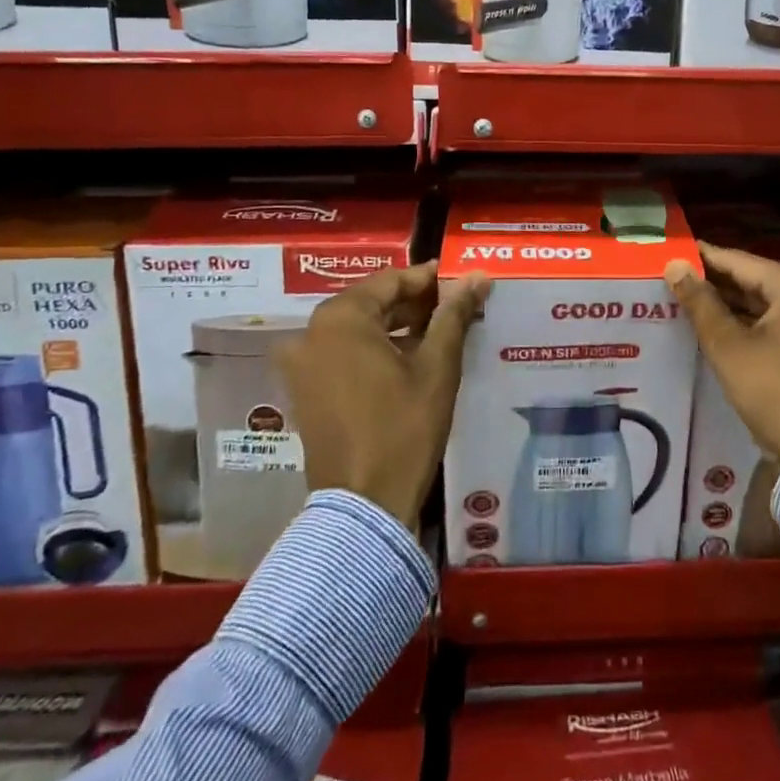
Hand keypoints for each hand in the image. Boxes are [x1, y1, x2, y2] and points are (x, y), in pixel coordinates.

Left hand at [280, 261, 489, 528]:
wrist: (364, 504)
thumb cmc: (404, 427)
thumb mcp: (437, 366)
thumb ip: (454, 314)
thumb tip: (477, 276)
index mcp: (340, 318)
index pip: (391, 281)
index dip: (429, 279)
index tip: (461, 281)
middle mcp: (311, 332)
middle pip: (370, 303)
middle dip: (413, 303)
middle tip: (455, 308)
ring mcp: (301, 363)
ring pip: (356, 329)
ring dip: (395, 327)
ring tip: (439, 333)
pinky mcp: (303, 390)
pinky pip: (342, 353)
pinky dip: (373, 349)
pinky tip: (408, 360)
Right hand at [665, 244, 779, 462]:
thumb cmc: (775, 391)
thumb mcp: (729, 347)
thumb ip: (700, 303)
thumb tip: (676, 265)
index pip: (739, 261)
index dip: (703, 258)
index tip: (673, 253)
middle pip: (756, 282)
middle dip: (716, 283)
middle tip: (676, 281)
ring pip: (768, 306)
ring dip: (733, 307)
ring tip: (692, 305)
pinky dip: (753, 326)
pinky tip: (724, 333)